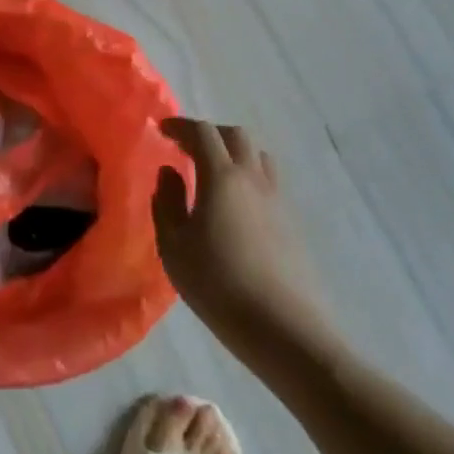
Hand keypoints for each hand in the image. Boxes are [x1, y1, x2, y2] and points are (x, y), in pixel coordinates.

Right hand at [154, 118, 323, 340]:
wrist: (283, 327)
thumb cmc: (218, 284)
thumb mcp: (174, 246)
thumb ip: (167, 202)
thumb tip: (169, 172)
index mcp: (222, 177)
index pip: (203, 133)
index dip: (180, 126)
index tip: (162, 130)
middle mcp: (253, 178)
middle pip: (236, 136)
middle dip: (209, 134)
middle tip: (187, 147)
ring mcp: (277, 199)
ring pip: (257, 156)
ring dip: (233, 152)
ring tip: (213, 172)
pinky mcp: (291, 222)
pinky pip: (268, 181)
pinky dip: (248, 177)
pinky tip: (235, 204)